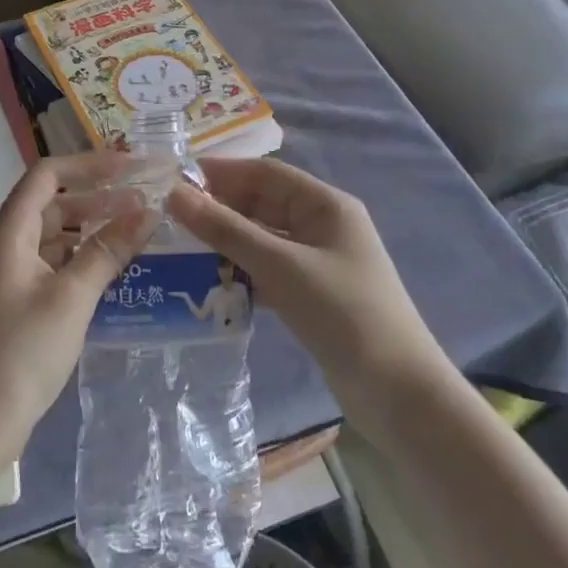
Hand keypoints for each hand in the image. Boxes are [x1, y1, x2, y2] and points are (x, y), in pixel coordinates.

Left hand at [0, 153, 154, 469]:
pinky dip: (77, 259)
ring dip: (88, 230)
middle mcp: (1, 245)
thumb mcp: (72, 297)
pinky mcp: (11, 302)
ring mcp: (4, 275)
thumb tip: (147, 211)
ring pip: (50, 236)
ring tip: (133, 234)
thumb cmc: (21, 352)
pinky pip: (48, 264)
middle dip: (96, 198)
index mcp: (7, 232)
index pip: (47, 175)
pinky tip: (108, 272)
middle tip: (142, 203)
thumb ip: (108, 250)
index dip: (88, 165)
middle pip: (50, 204)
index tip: (130, 168)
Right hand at [167, 158, 444, 397]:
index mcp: (325, 205)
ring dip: (226, 242)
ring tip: (178, 247)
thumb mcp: (282, 267)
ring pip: (261, 238)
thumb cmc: (344, 314)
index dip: (221, 172)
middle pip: (262, 204)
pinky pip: (267, 269)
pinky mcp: (310, 293)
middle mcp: (321, 225)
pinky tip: (208, 281)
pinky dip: (240, 271)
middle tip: (168, 217)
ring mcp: (317, 261)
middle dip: (219, 208)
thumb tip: (176, 194)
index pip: (265, 173)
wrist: (399, 395)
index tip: (174, 179)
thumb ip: (227, 230)